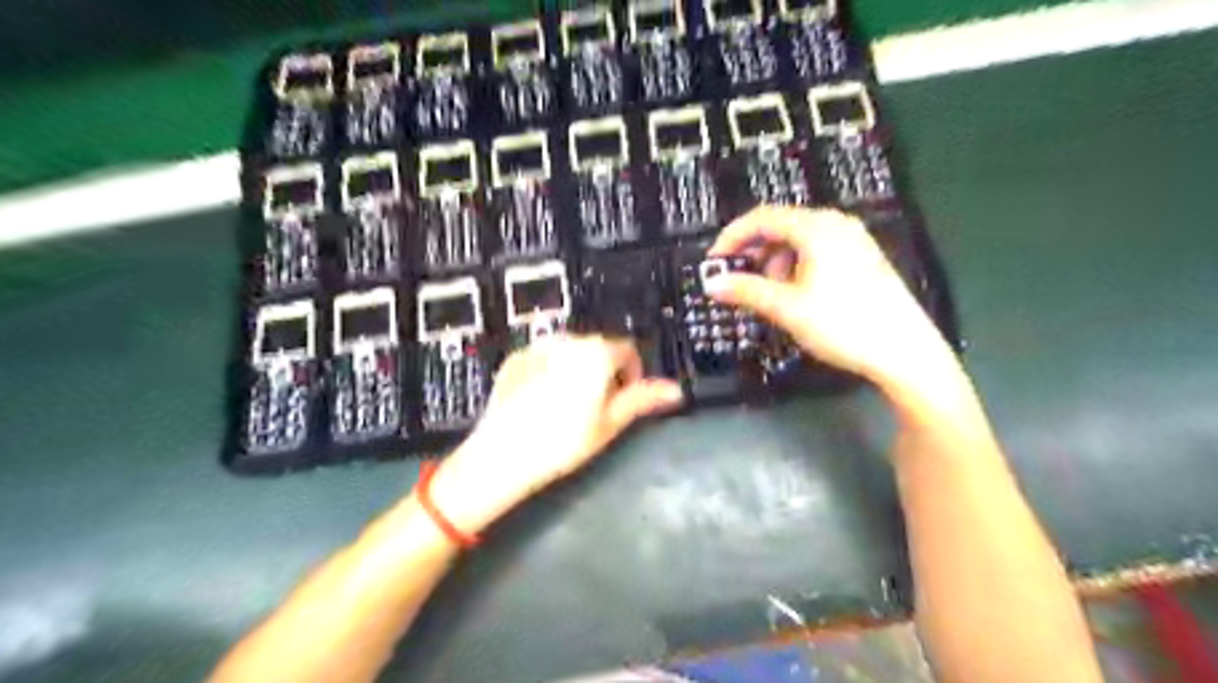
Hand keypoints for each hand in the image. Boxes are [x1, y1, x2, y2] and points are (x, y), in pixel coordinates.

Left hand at [427, 337, 681, 534]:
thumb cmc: (564, 441)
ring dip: (578, 368)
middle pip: (598, 348)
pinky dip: (550, 369)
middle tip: (596, 406)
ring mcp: (538, 346)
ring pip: (571, 351)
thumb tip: (675, 389)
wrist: (502, 454)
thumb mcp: (610, 423)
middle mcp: (568, 340)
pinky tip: (541, 399)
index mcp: (597, 353)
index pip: (628, 350)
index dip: (633, 373)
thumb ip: (642, 399)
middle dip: (605, 370)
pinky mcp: (516, 358)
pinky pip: (544, 357)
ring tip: (567, 404)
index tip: (624, 399)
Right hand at [710, 205, 954, 389]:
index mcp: (817, 228)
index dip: (732, 237)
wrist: (905, 352)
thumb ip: (746, 291)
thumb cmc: (844, 325)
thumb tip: (712, 284)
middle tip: (740, 283)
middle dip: (755, 254)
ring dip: (775, 264)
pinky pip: (817, 251)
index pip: (762, 218)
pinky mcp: (862, 258)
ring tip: (773, 297)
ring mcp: (853, 240)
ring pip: (798, 241)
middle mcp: (836, 225)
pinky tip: (799, 296)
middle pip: (781, 227)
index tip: (713, 262)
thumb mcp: (788, 308)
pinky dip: (797, 268)